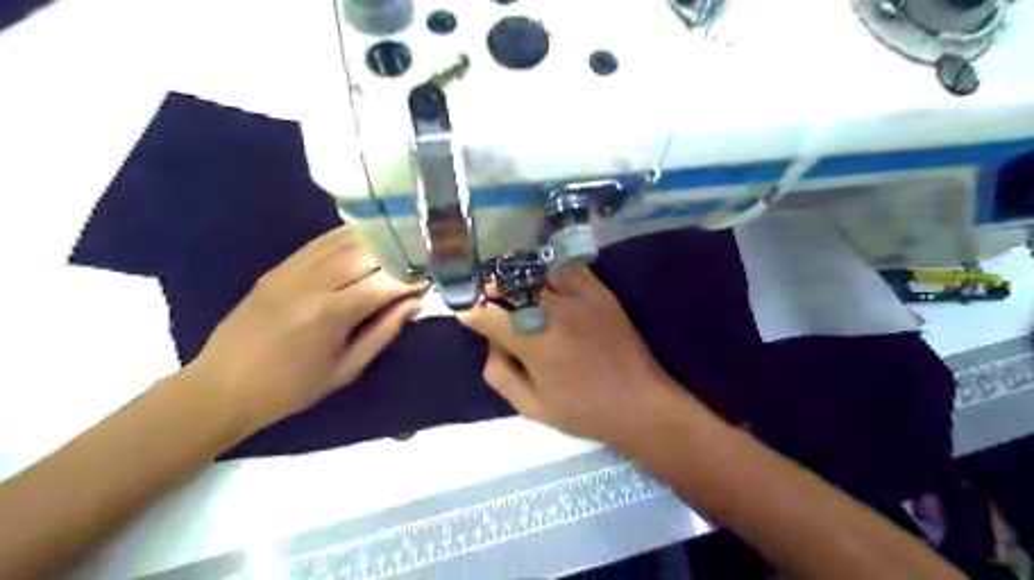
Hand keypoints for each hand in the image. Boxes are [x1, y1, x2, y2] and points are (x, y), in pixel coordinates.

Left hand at [186, 225, 422, 431]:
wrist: (222, 387)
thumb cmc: (292, 388)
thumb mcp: (346, 369)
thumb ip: (384, 332)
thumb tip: (414, 302)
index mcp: (331, 313)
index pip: (385, 282)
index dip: (413, 278)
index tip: (432, 278)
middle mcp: (313, 282)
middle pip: (367, 252)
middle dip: (400, 252)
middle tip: (421, 257)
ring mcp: (292, 270)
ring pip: (344, 240)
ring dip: (377, 239)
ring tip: (400, 243)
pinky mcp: (279, 267)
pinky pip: (319, 242)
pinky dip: (347, 236)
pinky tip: (366, 237)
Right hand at [461, 264, 684, 445]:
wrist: (641, 404)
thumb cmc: (583, 411)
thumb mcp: (531, 407)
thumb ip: (499, 374)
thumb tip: (490, 342)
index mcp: (535, 343)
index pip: (489, 315)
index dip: (471, 311)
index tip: (465, 312)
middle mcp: (555, 312)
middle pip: (511, 284)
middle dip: (492, 288)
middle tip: (487, 297)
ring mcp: (580, 297)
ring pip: (538, 270)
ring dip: (519, 275)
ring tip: (514, 285)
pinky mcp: (600, 292)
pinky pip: (569, 268)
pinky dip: (551, 269)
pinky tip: (546, 280)